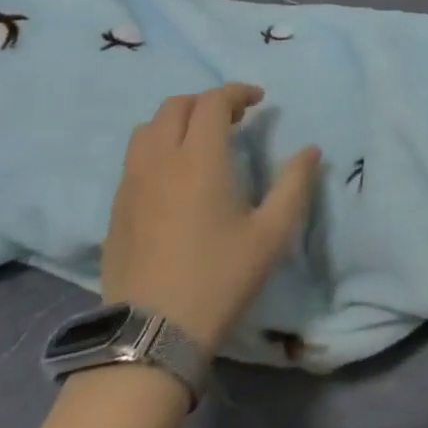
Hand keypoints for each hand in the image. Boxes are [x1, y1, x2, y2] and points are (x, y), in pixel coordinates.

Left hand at [101, 84, 320, 352]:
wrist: (151, 335)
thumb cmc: (219, 277)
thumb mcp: (271, 234)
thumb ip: (294, 185)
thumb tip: (311, 151)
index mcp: (200, 158)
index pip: (213, 101)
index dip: (237, 92)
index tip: (258, 101)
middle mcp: (160, 160)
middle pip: (176, 105)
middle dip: (206, 102)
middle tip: (233, 119)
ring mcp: (131, 183)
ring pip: (148, 129)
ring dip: (177, 121)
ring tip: (200, 141)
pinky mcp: (116, 208)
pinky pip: (134, 158)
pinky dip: (157, 147)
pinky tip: (174, 176)